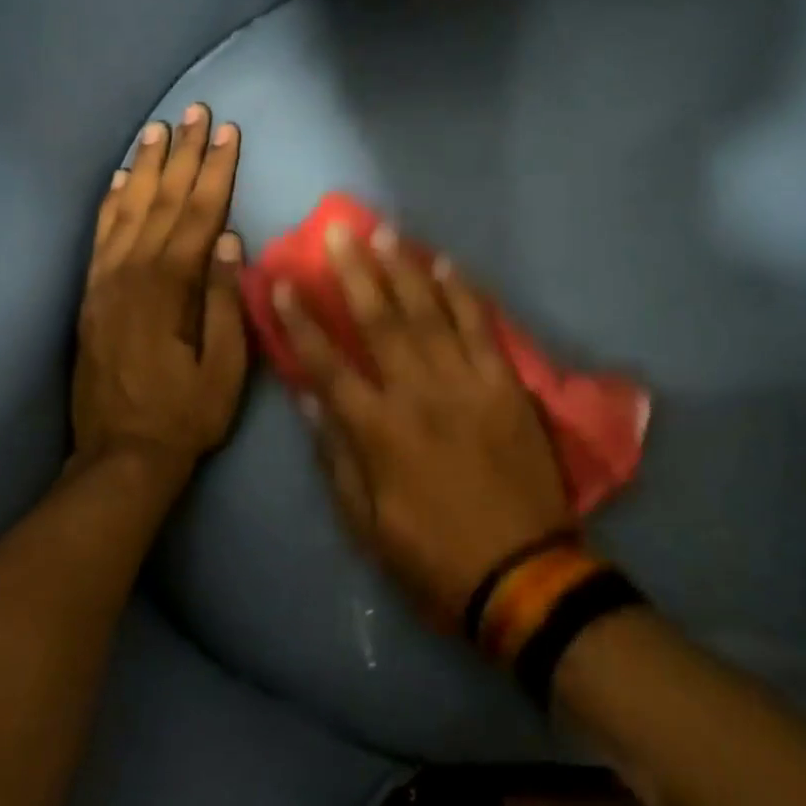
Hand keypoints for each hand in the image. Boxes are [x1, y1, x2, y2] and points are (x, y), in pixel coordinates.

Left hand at [72, 104, 247, 478]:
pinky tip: (120, 178)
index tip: (228, 133)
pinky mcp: (90, 296)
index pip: (197, 217)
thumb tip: (228, 243)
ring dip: (145, 167)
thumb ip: (223, 303)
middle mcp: (131, 275)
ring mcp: (104, 283)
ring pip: (127, 210)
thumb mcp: (224, 369)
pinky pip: (99, 236)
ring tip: (160, 129)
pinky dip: (111, 202)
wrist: (122, 454)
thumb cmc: (185, 415)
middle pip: (162, 203)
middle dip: (182, 155)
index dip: (215, 172)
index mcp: (168, 291)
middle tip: (196, 112)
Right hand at [272, 224, 571, 629]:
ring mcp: (467, 385)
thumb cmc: (434, 557)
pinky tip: (446, 264)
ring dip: (404, 270)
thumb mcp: (367, 525)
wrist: (523, 574)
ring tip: (384, 232)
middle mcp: (418, 395)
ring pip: (430, 314)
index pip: (327, 366)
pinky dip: (463, 294)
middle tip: (338, 231)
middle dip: (354, 273)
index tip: (282, 284)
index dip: (300, 323)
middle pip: (379, 322)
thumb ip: (337, 459)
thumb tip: (311, 402)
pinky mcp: (507, 386)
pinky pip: (482, 329)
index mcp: (378, 432)